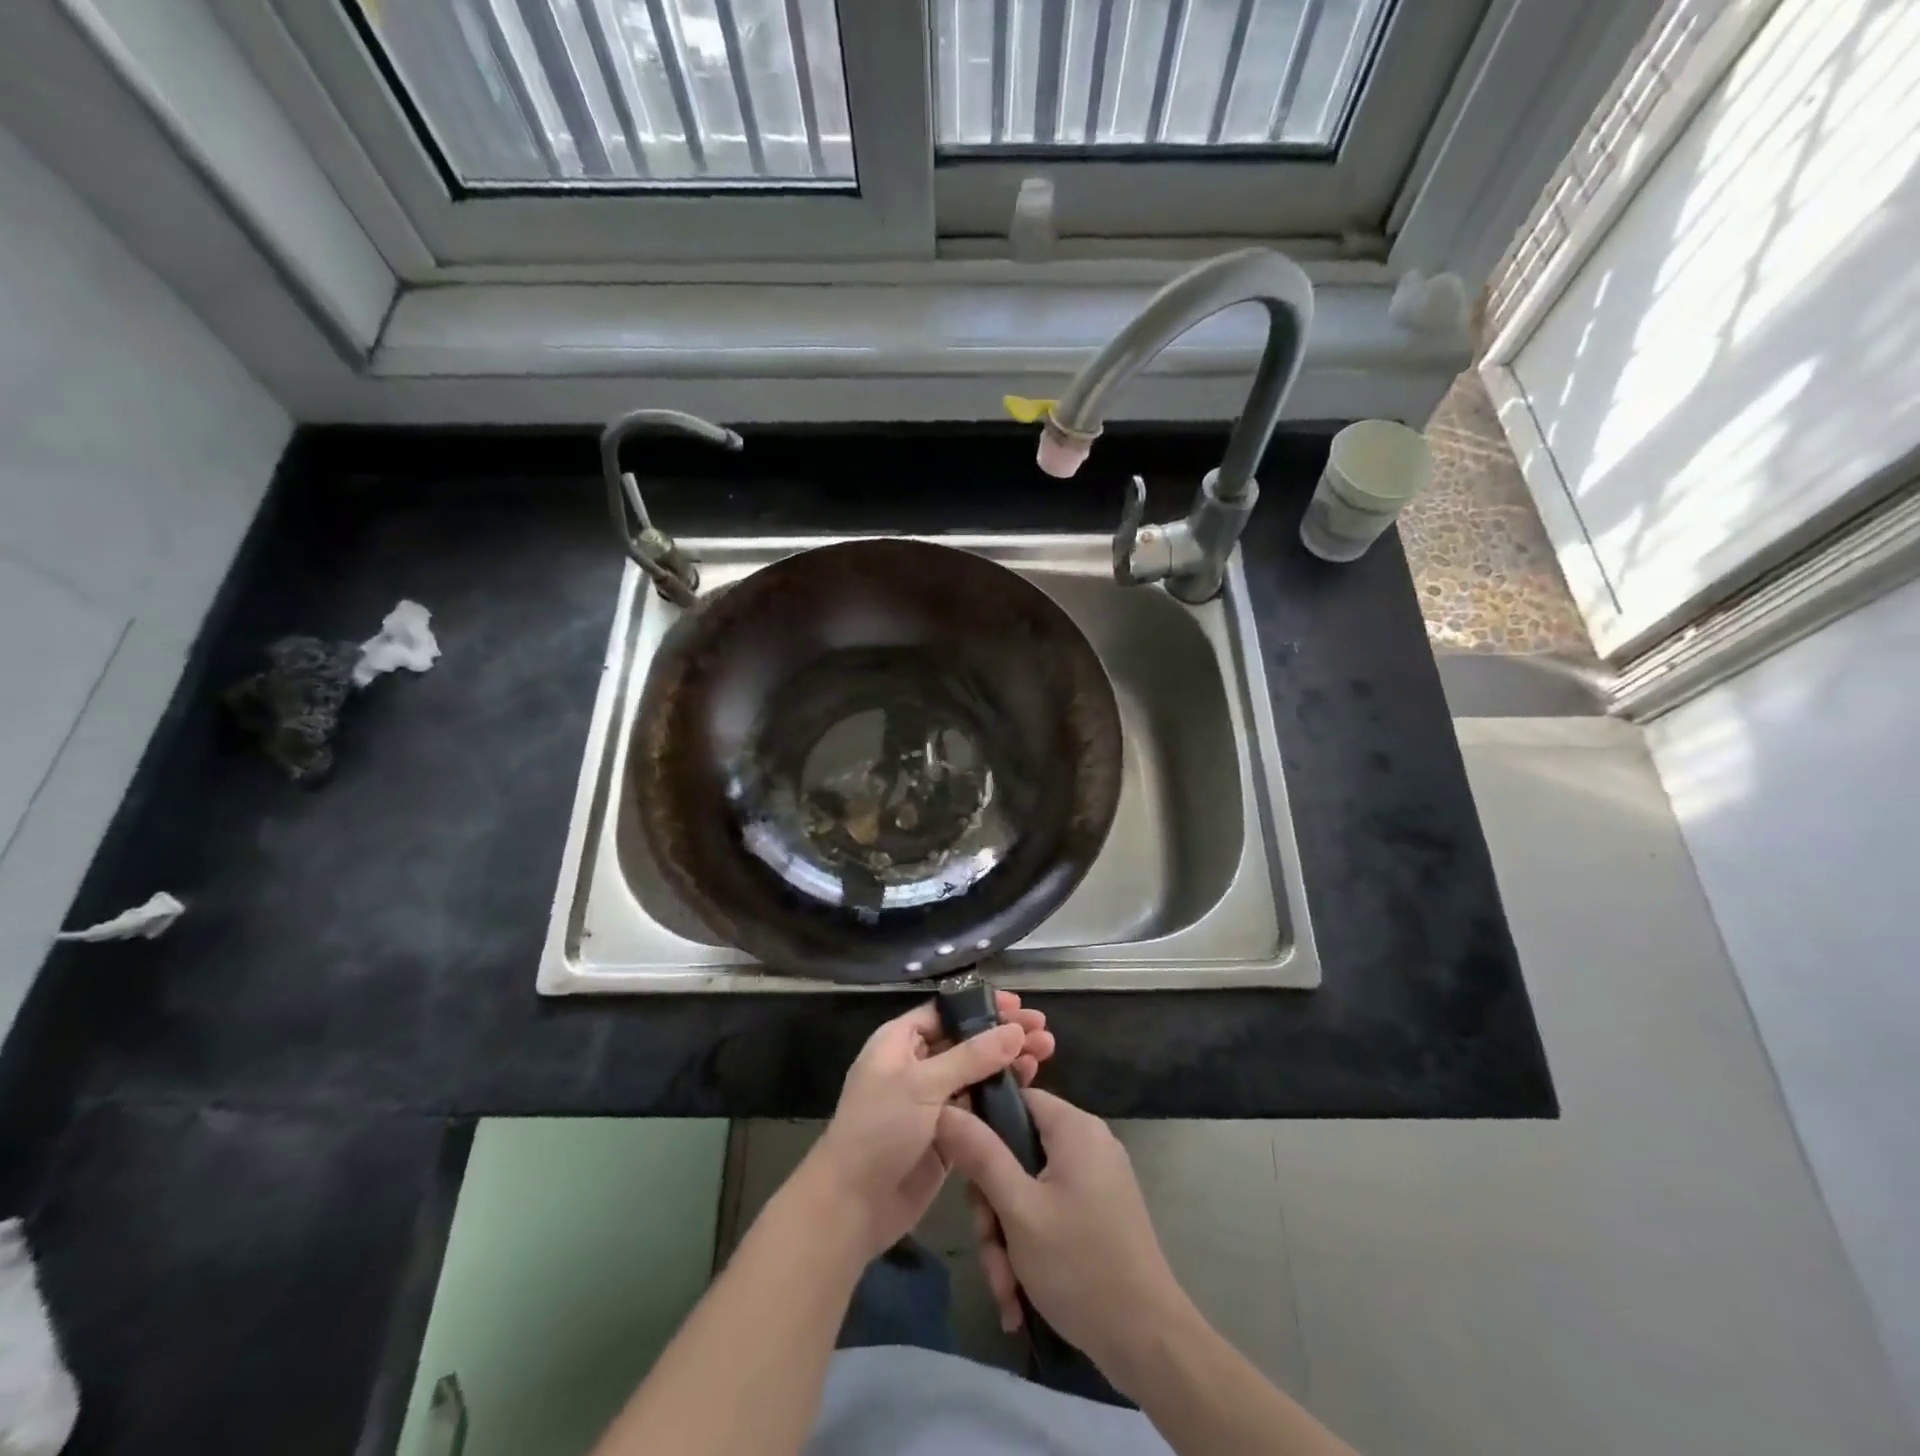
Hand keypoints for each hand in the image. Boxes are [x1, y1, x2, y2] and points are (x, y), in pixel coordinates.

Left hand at [795, 993, 1053, 1263]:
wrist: (852, 1206)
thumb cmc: (879, 1130)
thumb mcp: (922, 1085)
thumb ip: (971, 1057)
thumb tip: (1015, 1030)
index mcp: (899, 1042)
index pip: (945, 1012)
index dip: (981, 1006)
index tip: (1018, 1005)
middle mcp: (916, 1066)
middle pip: (966, 1041)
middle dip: (1003, 1035)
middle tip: (1043, 1032)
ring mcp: (931, 1102)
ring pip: (976, 1074)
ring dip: (1008, 1063)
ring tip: (1046, 1054)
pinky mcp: (946, 1135)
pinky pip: (977, 1107)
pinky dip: (1001, 1097)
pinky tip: (1030, 1089)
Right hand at [936, 1088, 1188, 1385]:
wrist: (1149, 1342)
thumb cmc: (1079, 1265)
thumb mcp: (1018, 1210)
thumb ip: (981, 1155)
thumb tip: (945, 1109)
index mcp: (1074, 1128)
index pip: (1015, 1100)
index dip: (981, 1126)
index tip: (959, 1168)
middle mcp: (1087, 1144)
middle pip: (1017, 1154)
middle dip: (993, 1208)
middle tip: (989, 1250)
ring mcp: (1096, 1181)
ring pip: (1029, 1192)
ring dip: (1008, 1239)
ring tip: (1005, 1289)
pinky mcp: (1099, 1214)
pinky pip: (1050, 1214)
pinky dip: (1031, 1249)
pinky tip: (1019, 1296)